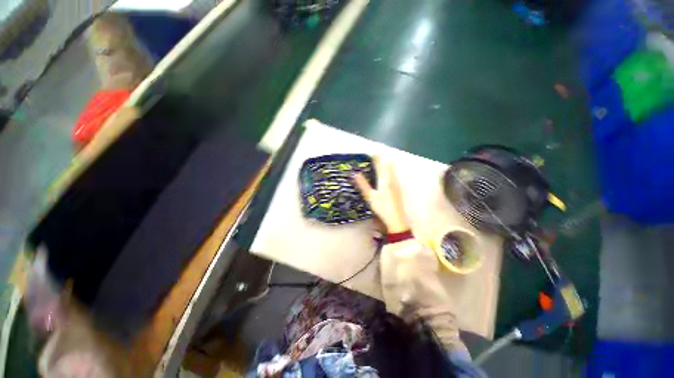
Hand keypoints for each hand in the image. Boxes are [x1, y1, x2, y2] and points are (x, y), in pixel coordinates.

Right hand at [354, 157, 408, 232]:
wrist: (396, 219)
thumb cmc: (382, 207)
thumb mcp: (370, 196)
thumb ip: (363, 184)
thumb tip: (354, 173)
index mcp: (385, 179)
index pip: (381, 164)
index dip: (377, 156)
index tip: (371, 152)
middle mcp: (392, 179)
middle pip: (388, 164)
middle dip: (382, 158)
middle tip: (374, 155)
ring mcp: (396, 183)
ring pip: (392, 169)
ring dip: (385, 163)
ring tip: (379, 161)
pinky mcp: (397, 188)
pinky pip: (393, 174)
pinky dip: (388, 170)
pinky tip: (385, 174)